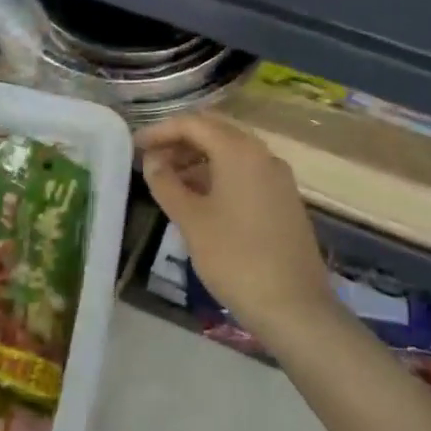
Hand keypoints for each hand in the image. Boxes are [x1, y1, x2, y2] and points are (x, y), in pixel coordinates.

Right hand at [136, 113, 336, 342]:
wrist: (294, 306)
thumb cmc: (235, 258)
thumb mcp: (191, 220)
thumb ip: (166, 184)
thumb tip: (152, 160)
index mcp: (239, 151)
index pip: (193, 124)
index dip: (161, 131)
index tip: (135, 146)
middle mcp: (262, 154)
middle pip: (215, 132)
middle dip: (180, 141)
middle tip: (151, 159)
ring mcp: (277, 177)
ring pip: (231, 153)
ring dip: (198, 159)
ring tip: (169, 181)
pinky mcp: (283, 199)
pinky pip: (245, 172)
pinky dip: (218, 174)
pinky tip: (199, 197)